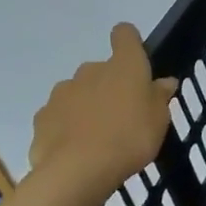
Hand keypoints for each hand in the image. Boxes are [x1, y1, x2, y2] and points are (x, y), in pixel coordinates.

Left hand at [28, 24, 177, 205]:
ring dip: (87, 105)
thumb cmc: (130, 138)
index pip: (125, 34)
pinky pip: (60, 116)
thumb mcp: (159, 120)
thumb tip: (163, 82)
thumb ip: (159, 97)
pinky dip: (67, 126)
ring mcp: (62, 93)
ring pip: (78, 92)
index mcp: (124, 66)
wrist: (78, 171)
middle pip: (101, 69)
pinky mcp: (42, 117)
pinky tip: (77, 149)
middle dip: (110, 85)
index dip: (129, 41)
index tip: (135, 58)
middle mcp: (90, 70)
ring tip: (98, 136)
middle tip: (122, 114)